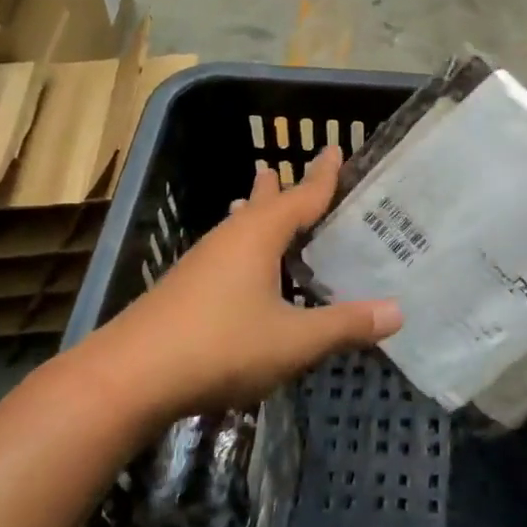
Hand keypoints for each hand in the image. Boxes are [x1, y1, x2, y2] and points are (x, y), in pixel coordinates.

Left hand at [75, 146, 401, 419]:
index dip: (323, 175)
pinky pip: (225, 251)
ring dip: (255, 211)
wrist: (128, 378)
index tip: (336, 148)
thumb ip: (345, 325)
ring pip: (238, 226)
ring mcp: (201, 263)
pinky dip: (243, 244)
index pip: (301, 196)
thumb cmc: (220, 347)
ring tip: (259, 196)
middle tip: (288, 166)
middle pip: (263, 203)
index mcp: (258, 236)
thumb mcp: (294, 341)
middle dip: (281, 187)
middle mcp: (229, 239)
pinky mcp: (184, 289)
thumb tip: (398, 311)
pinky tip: (240, 266)